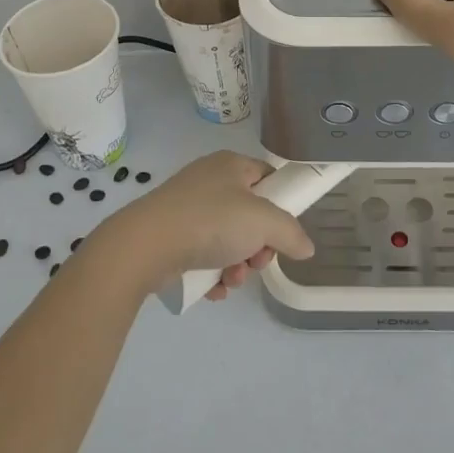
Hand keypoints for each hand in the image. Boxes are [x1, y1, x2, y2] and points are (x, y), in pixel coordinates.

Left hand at [98, 150, 315, 301]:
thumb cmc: (211, 221)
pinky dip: (213, 272)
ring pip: (228, 238)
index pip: (268, 177)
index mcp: (232, 165)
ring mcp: (188, 207)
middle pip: (250, 214)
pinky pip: (204, 252)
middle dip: (258, 246)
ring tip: (230, 280)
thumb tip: (307, 247)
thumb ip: (291, 233)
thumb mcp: (263, 222)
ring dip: (237, 265)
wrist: (146, 244)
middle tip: (256, 262)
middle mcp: (210, 180)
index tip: (283, 233)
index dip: (281, 204)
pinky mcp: (172, 233)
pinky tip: (213, 288)